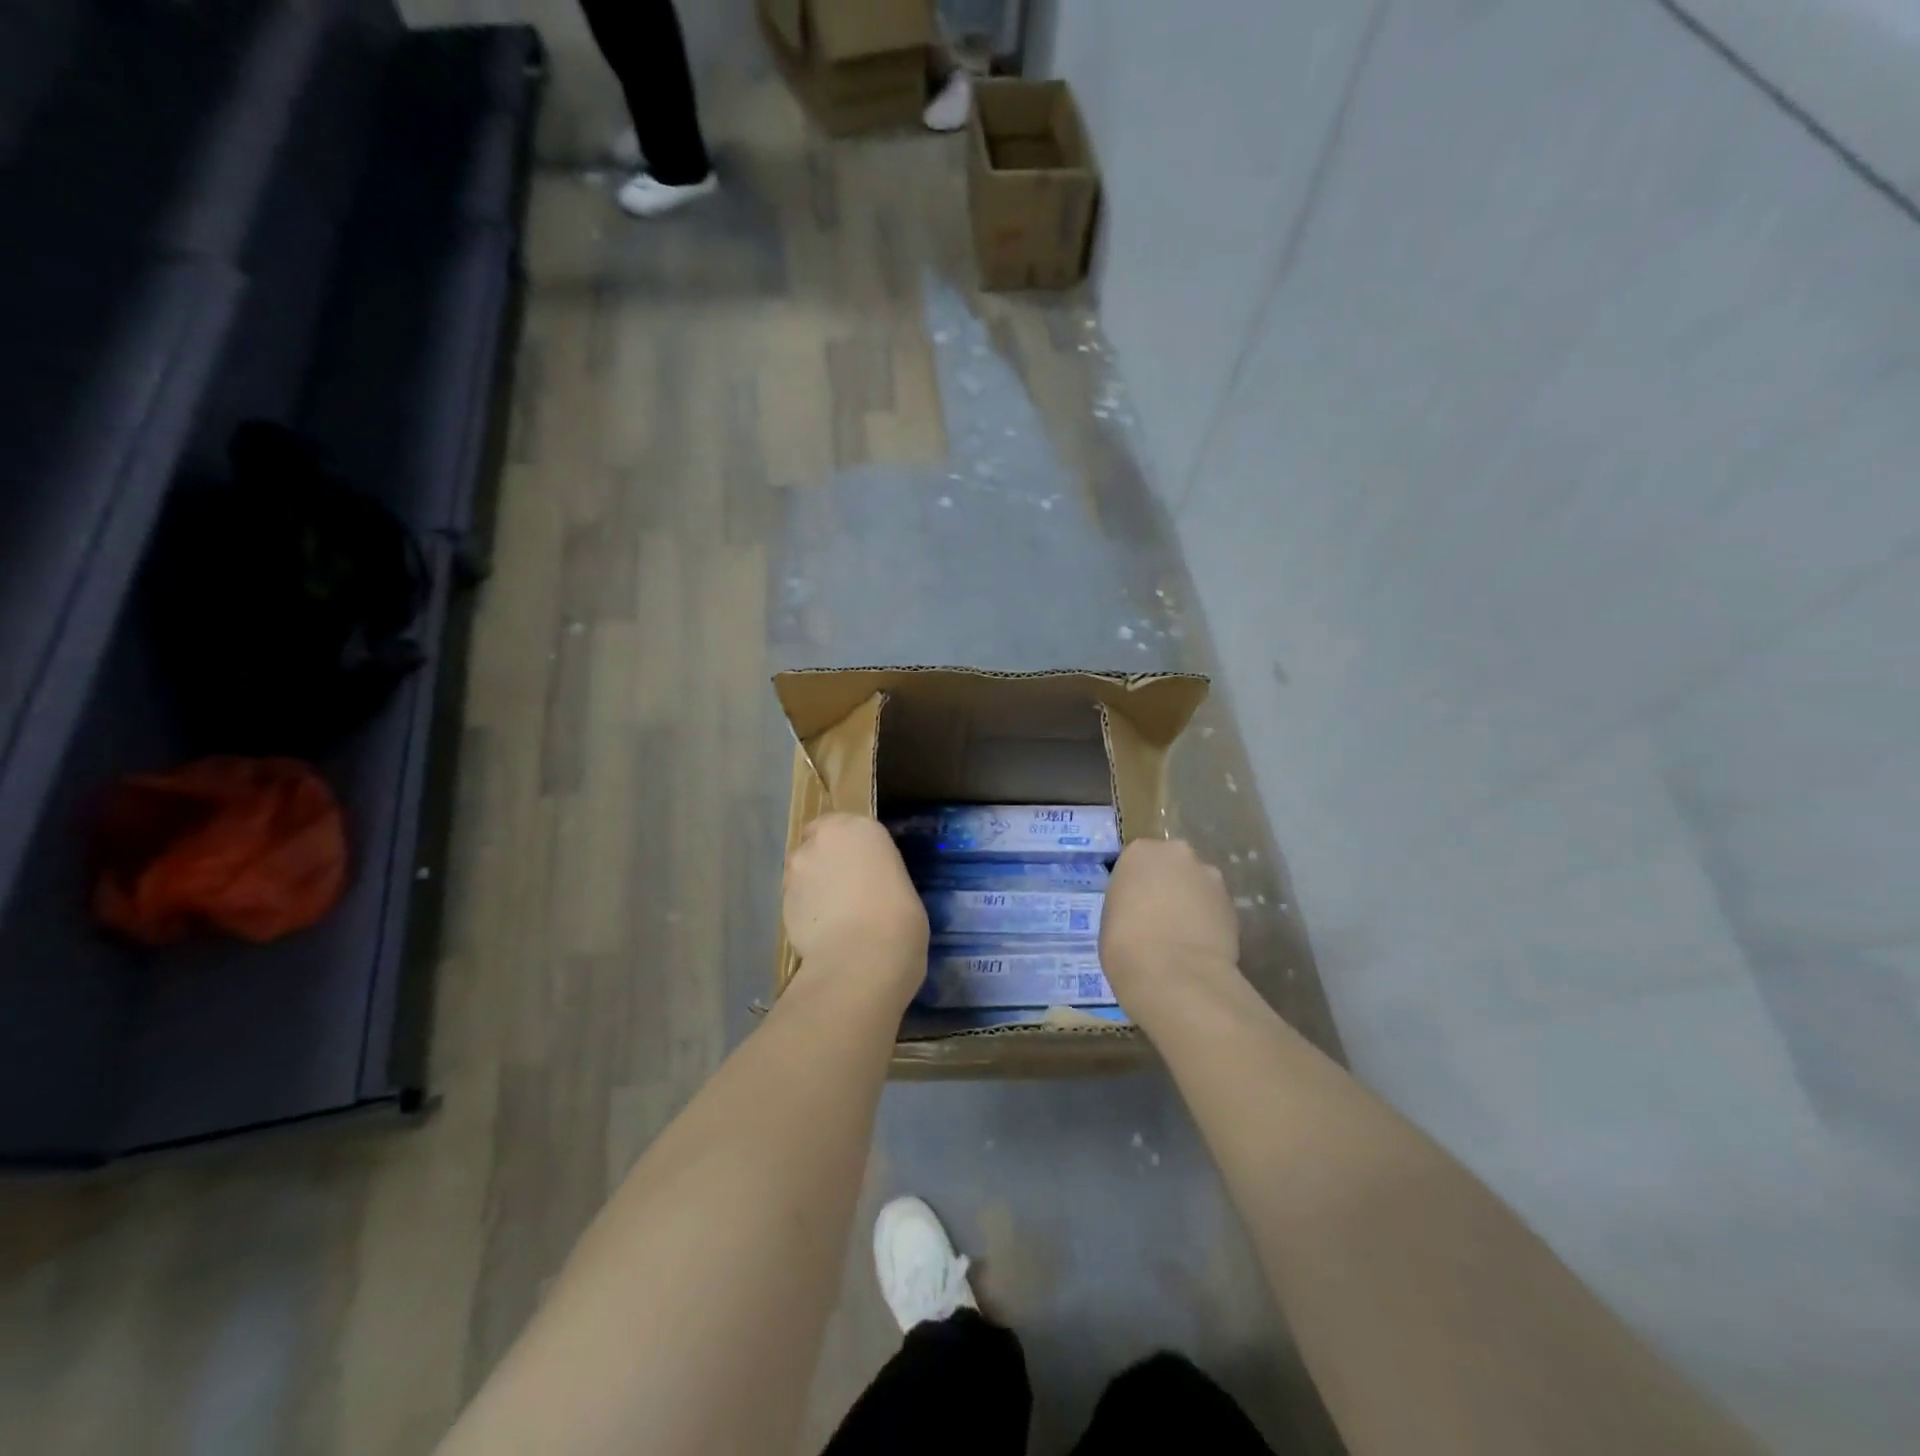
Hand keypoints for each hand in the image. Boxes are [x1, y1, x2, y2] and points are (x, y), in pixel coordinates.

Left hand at [784, 813, 926, 1006]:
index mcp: (860, 828)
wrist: (862, 957)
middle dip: (826, 862)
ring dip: (812, 886)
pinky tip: (821, 933)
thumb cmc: (899, 917)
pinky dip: (804, 911)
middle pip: (817, 844)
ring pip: (802, 872)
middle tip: (845, 890)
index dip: (850, 848)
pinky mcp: (780, 901)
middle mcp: (822, 839)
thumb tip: (869, 890)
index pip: (846, 825)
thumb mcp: (901, 885)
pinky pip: (795, 900)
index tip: (861, 868)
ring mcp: (797, 870)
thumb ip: (878, 876)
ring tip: (832, 916)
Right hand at [1100, 838, 1240, 1015]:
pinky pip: (1214, 907)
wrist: (1173, 974)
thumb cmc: (1125, 943)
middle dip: (1168, 885)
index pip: (1137, 861)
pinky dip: (1209, 921)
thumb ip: (1131, 901)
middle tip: (1159, 917)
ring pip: (1197, 885)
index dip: (1137, 885)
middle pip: (1172, 866)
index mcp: (1140, 852)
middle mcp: (1177, 853)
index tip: (1134, 906)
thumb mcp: (1112, 915)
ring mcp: (1209, 876)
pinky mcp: (1232, 903)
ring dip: (1192, 902)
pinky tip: (1200, 945)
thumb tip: (1144, 909)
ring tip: (1182, 935)